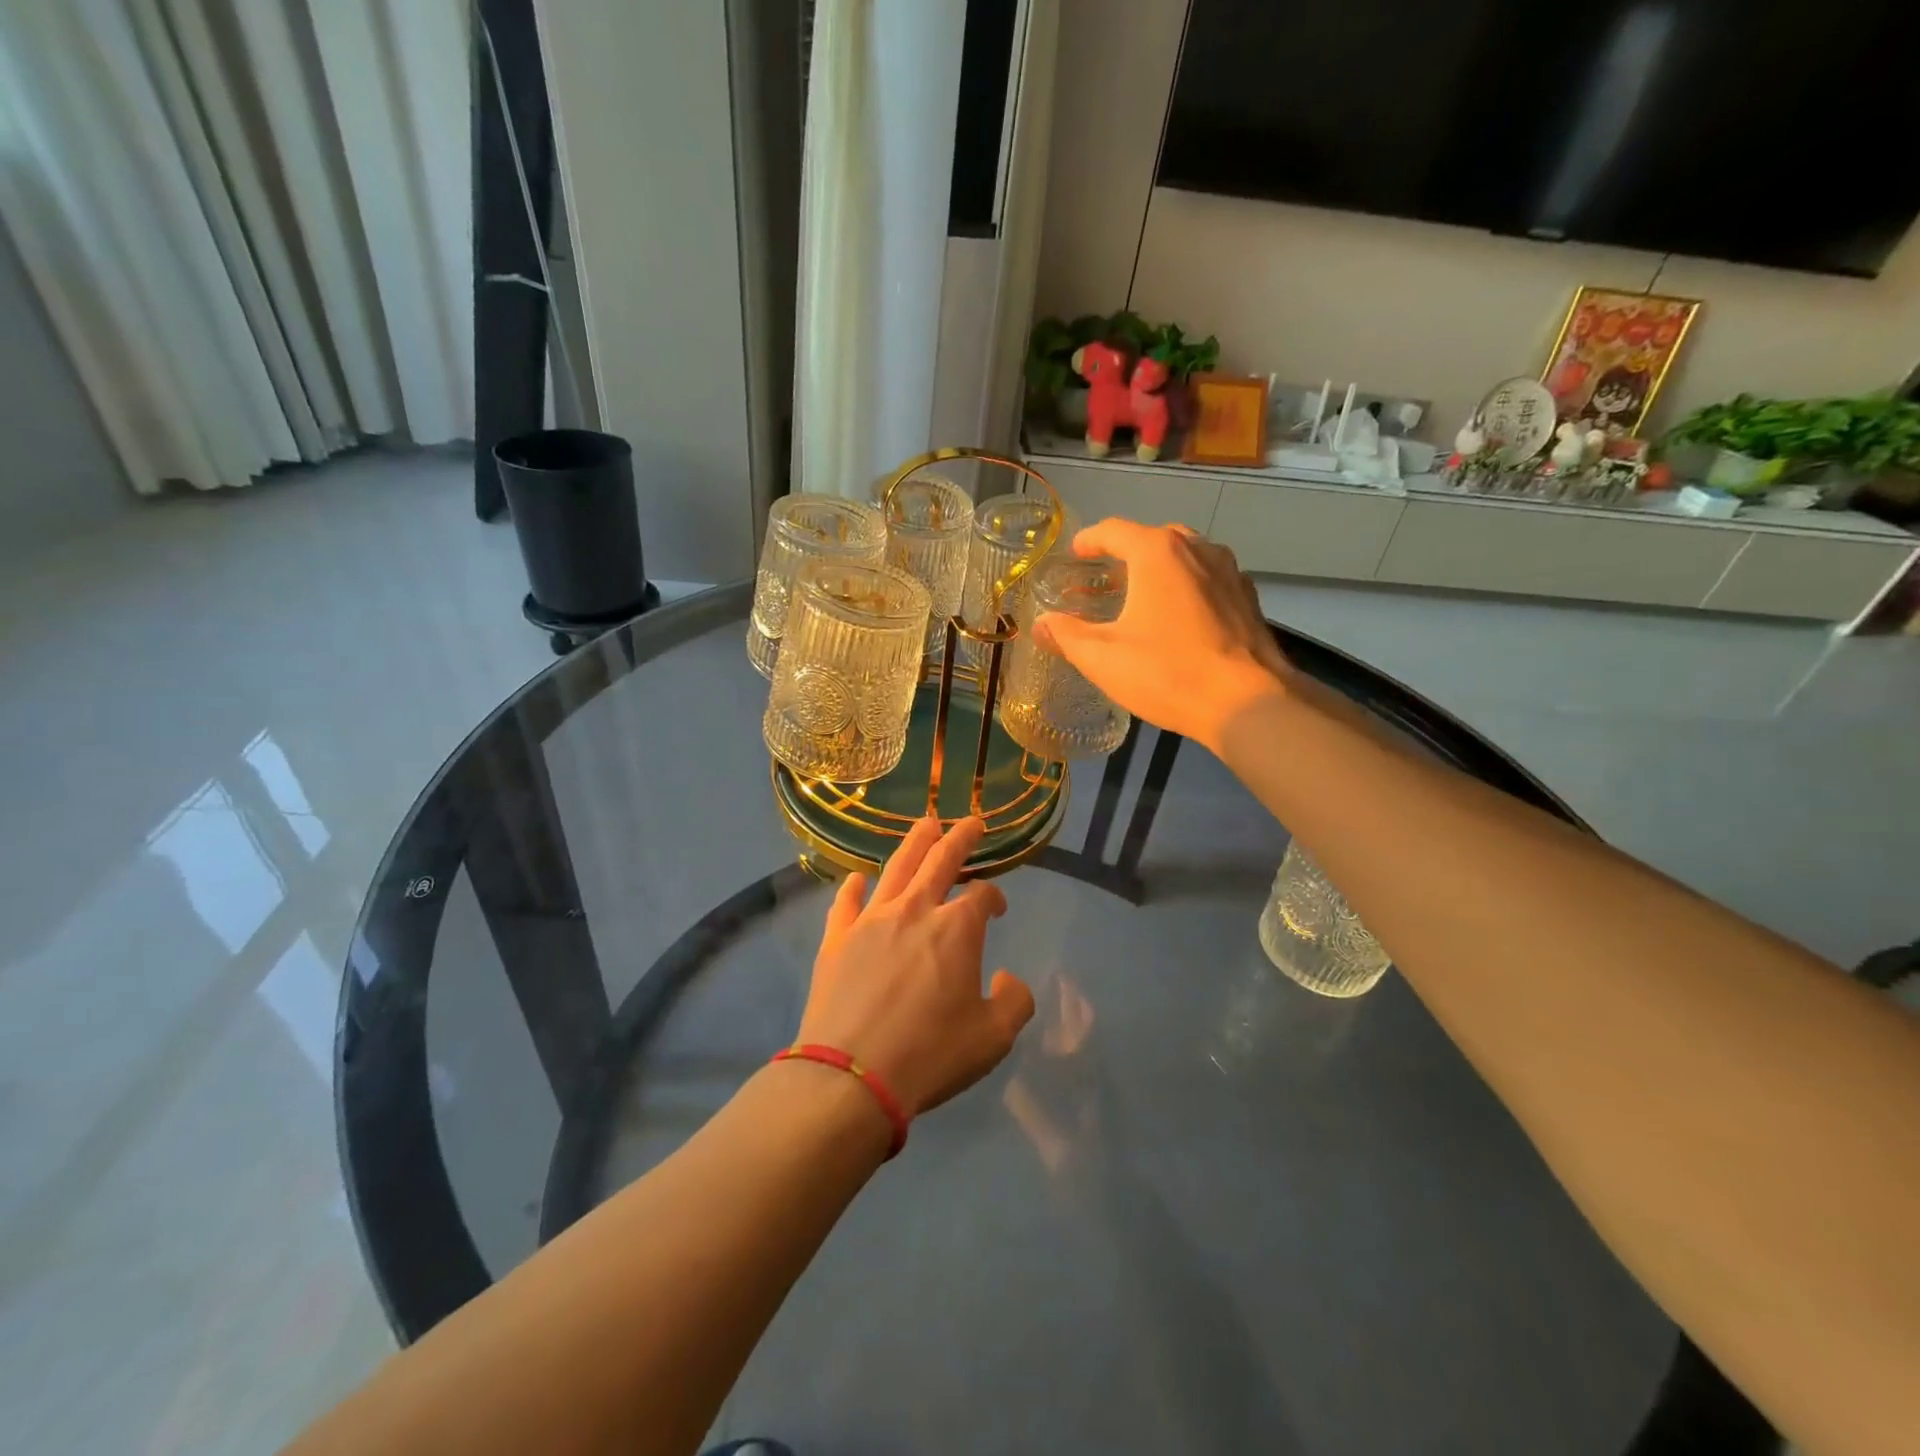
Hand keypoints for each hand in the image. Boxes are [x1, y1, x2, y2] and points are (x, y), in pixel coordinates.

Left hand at [798, 817, 1034, 1119]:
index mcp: (957, 929)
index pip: (983, 896)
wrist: (852, 1076)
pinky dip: (854, 886)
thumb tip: (1006, 978)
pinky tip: (857, 878)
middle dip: (960, 838)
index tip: (998, 909)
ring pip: (896, 868)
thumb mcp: (993, 1038)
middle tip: (971, 823)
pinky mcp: (837, 939)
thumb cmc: (930, 1054)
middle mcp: (915, 911)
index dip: (995, 897)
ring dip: (915, 843)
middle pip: (940, 861)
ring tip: (927, 824)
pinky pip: (846, 902)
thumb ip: (1013, 1001)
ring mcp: (871, 920)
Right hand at [1032, 520, 1289, 753]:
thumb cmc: (1167, 672)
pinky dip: (1187, 587)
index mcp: (1157, 553)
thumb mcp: (1103, 658)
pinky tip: (1179, 619)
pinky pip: (1208, 579)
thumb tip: (1041, 624)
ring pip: (1186, 556)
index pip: (1114, 530)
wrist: (1247, 702)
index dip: (1089, 540)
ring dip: (1160, 569)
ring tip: (1142, 597)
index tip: (1075, 554)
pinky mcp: (1248, 598)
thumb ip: (1066, 635)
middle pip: (1153, 538)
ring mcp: (1229, 571)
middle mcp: (1197, 548)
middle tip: (1106, 580)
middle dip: (1126, 553)